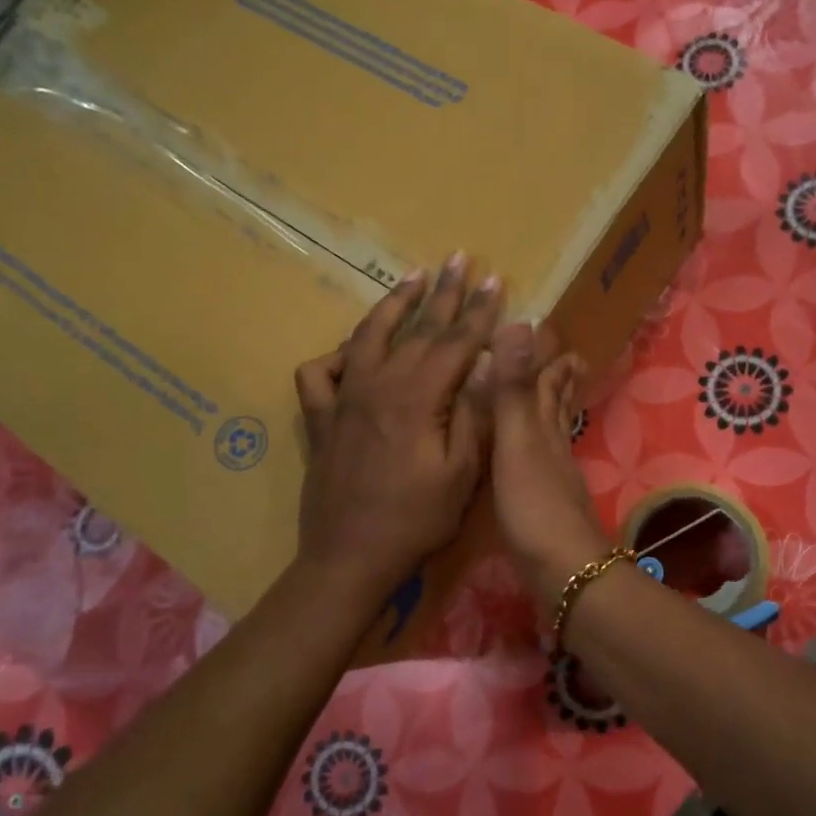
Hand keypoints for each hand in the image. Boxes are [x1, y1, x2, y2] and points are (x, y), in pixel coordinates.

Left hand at [294, 255, 500, 606]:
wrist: (350, 557)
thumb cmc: (416, 520)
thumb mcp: (462, 474)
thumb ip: (474, 414)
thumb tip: (488, 365)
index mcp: (418, 397)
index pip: (456, 341)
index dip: (479, 310)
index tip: (495, 279)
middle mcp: (378, 384)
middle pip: (417, 328)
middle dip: (442, 292)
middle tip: (458, 258)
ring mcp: (343, 398)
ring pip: (367, 335)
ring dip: (392, 304)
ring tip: (411, 279)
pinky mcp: (320, 417)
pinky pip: (320, 372)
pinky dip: (336, 355)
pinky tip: (351, 352)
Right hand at [487, 323, 612, 614]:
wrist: (562, 571)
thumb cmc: (535, 505)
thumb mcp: (516, 442)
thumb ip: (513, 390)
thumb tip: (519, 324)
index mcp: (544, 429)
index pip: (548, 383)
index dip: (549, 359)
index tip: (550, 332)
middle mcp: (552, 448)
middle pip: (556, 407)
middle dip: (558, 381)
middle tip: (566, 357)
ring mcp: (552, 479)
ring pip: (551, 435)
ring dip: (549, 413)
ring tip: (549, 399)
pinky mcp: (544, 507)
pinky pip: (540, 465)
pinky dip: (536, 450)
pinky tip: (532, 461)